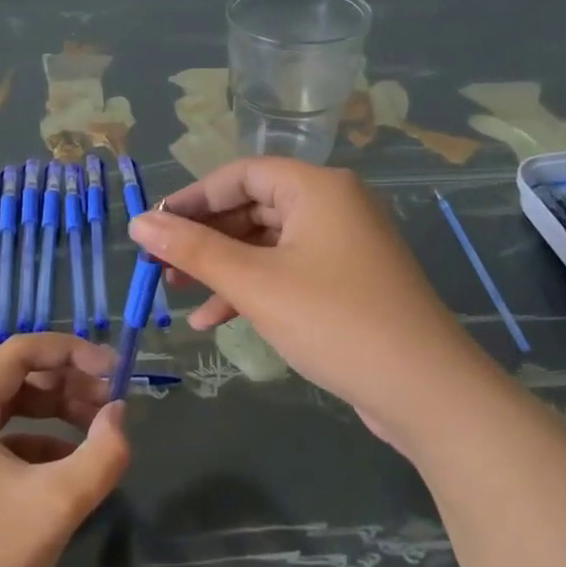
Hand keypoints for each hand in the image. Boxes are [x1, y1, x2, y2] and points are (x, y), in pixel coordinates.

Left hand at [0, 334, 128, 566]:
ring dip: (54, 411)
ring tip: (97, 428)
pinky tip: (68, 463)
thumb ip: (103, 451)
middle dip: (67, 384)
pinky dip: (34, 441)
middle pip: (13, 377)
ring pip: (5, 407)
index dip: (72, 352)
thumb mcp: (60, 501)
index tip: (114, 368)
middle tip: (112, 402)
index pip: (19, 352)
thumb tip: (119, 414)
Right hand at [129, 158, 496, 452]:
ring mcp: (342, 247)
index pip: (241, 175)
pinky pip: (286, 273)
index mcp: (317, 188)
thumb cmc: (335, 321)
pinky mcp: (346, 284)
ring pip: (265, 245)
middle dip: (203, 239)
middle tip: (159, 266)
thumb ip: (194, 251)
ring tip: (176, 296)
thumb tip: (139, 223)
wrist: (426, 392)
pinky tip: (213, 322)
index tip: (153, 226)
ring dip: (221, 269)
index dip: (192, 198)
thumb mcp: (255, 284)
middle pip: (251, 209)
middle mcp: (333, 206)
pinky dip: (250, 291)